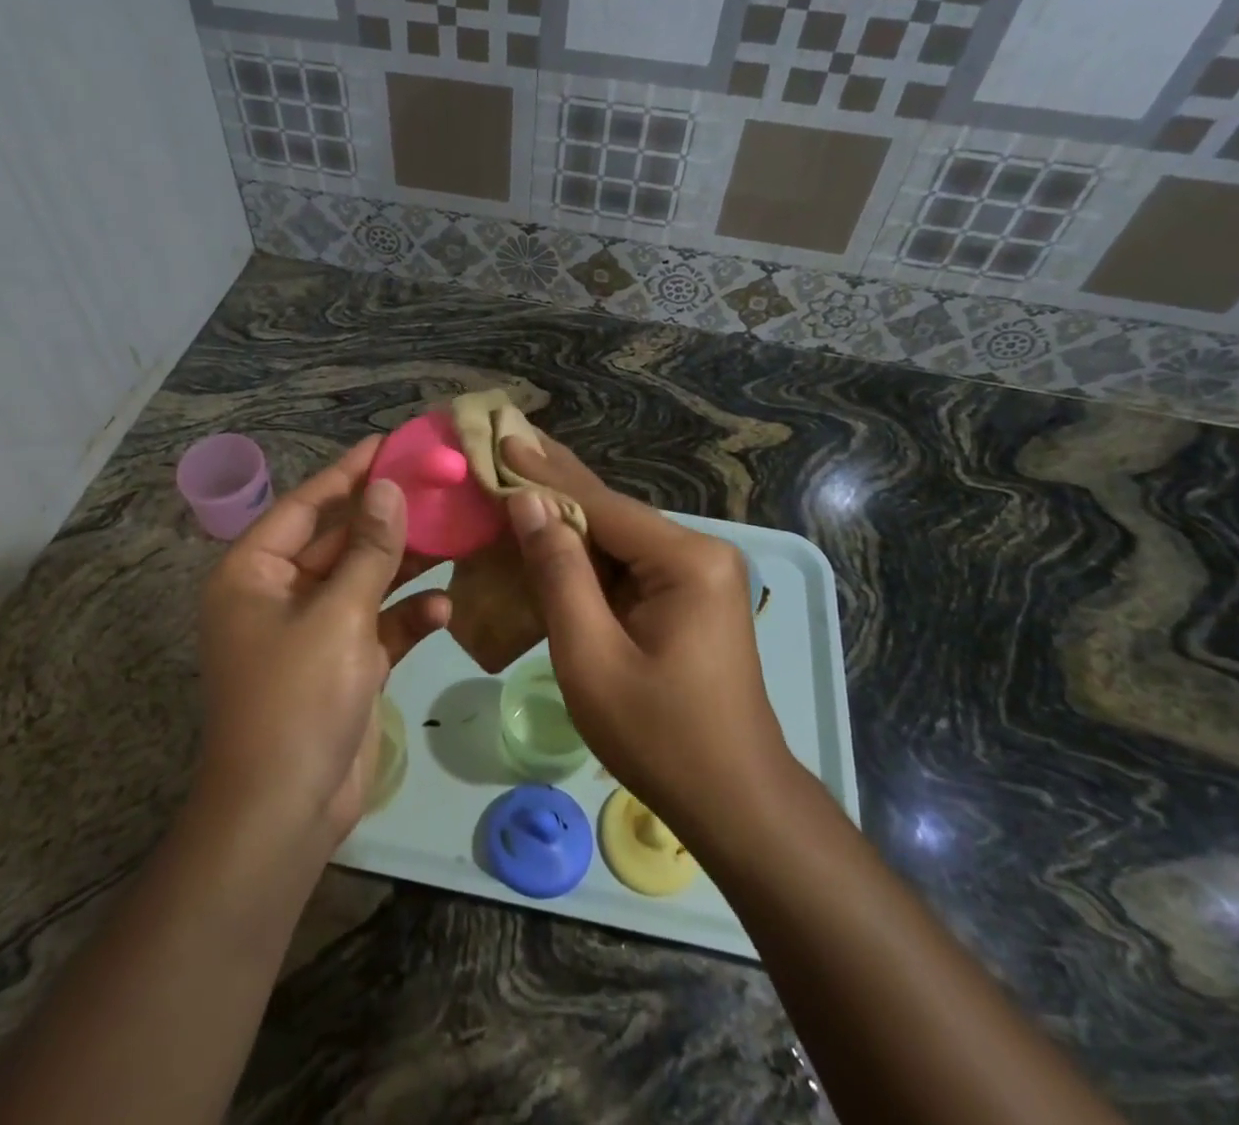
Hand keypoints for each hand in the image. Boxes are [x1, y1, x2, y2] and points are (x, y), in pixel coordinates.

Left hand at [196, 438, 448, 847]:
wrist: (287, 812)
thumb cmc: (298, 698)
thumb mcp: (338, 614)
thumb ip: (368, 549)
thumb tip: (387, 487)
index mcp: (255, 573)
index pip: (307, 505)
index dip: (350, 472)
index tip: (392, 444)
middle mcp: (281, 594)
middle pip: (341, 539)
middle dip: (389, 518)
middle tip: (440, 484)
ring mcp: (314, 630)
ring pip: (366, 580)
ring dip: (406, 564)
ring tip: (456, 533)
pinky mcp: (344, 663)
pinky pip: (379, 624)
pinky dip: (408, 615)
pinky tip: (444, 608)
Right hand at [501, 436, 790, 839]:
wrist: (736, 803)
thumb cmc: (660, 737)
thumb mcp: (591, 656)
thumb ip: (559, 574)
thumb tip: (528, 502)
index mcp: (686, 560)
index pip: (600, 504)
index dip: (545, 472)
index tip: (502, 435)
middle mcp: (700, 553)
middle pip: (612, 514)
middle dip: (555, 484)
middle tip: (507, 442)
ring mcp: (700, 575)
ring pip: (618, 539)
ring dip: (567, 520)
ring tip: (517, 479)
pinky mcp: (691, 597)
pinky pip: (629, 566)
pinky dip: (586, 556)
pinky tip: (550, 537)